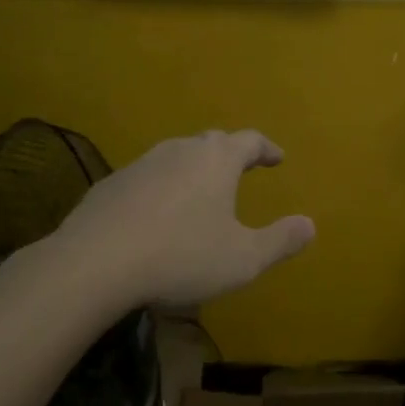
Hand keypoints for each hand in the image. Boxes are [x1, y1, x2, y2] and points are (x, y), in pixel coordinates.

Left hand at [40, 129, 314, 309]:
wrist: (94, 264)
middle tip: (242, 169)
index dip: (266, 149)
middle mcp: (180, 151)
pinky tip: (157, 215)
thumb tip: (310, 225)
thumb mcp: (243, 258)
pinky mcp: (110, 185)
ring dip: (193, 169)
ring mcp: (140, 164)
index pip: (250, 141)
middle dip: (230, 154)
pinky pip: (146, 179)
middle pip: (211, 142)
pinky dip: (161, 189)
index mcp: (216, 160)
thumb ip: (280, 241)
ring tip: (200, 192)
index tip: (277, 158)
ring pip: (175, 157)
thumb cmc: (181, 256)